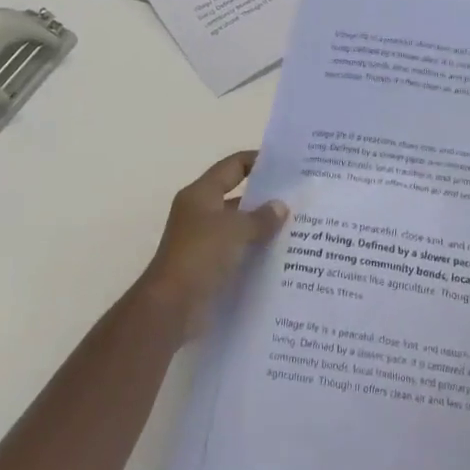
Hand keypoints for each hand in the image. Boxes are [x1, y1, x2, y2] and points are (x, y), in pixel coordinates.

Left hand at [137, 152, 287, 337]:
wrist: (171, 308)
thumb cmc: (200, 256)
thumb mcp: (235, 230)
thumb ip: (261, 217)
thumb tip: (280, 206)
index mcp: (201, 194)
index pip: (233, 166)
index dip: (257, 161)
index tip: (285, 164)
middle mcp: (200, 213)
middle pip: (237, 197)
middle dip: (265, 199)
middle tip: (299, 199)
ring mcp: (202, 242)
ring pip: (238, 227)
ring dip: (262, 229)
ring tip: (297, 229)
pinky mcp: (208, 267)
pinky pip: (236, 253)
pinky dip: (254, 253)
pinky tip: (281, 258)